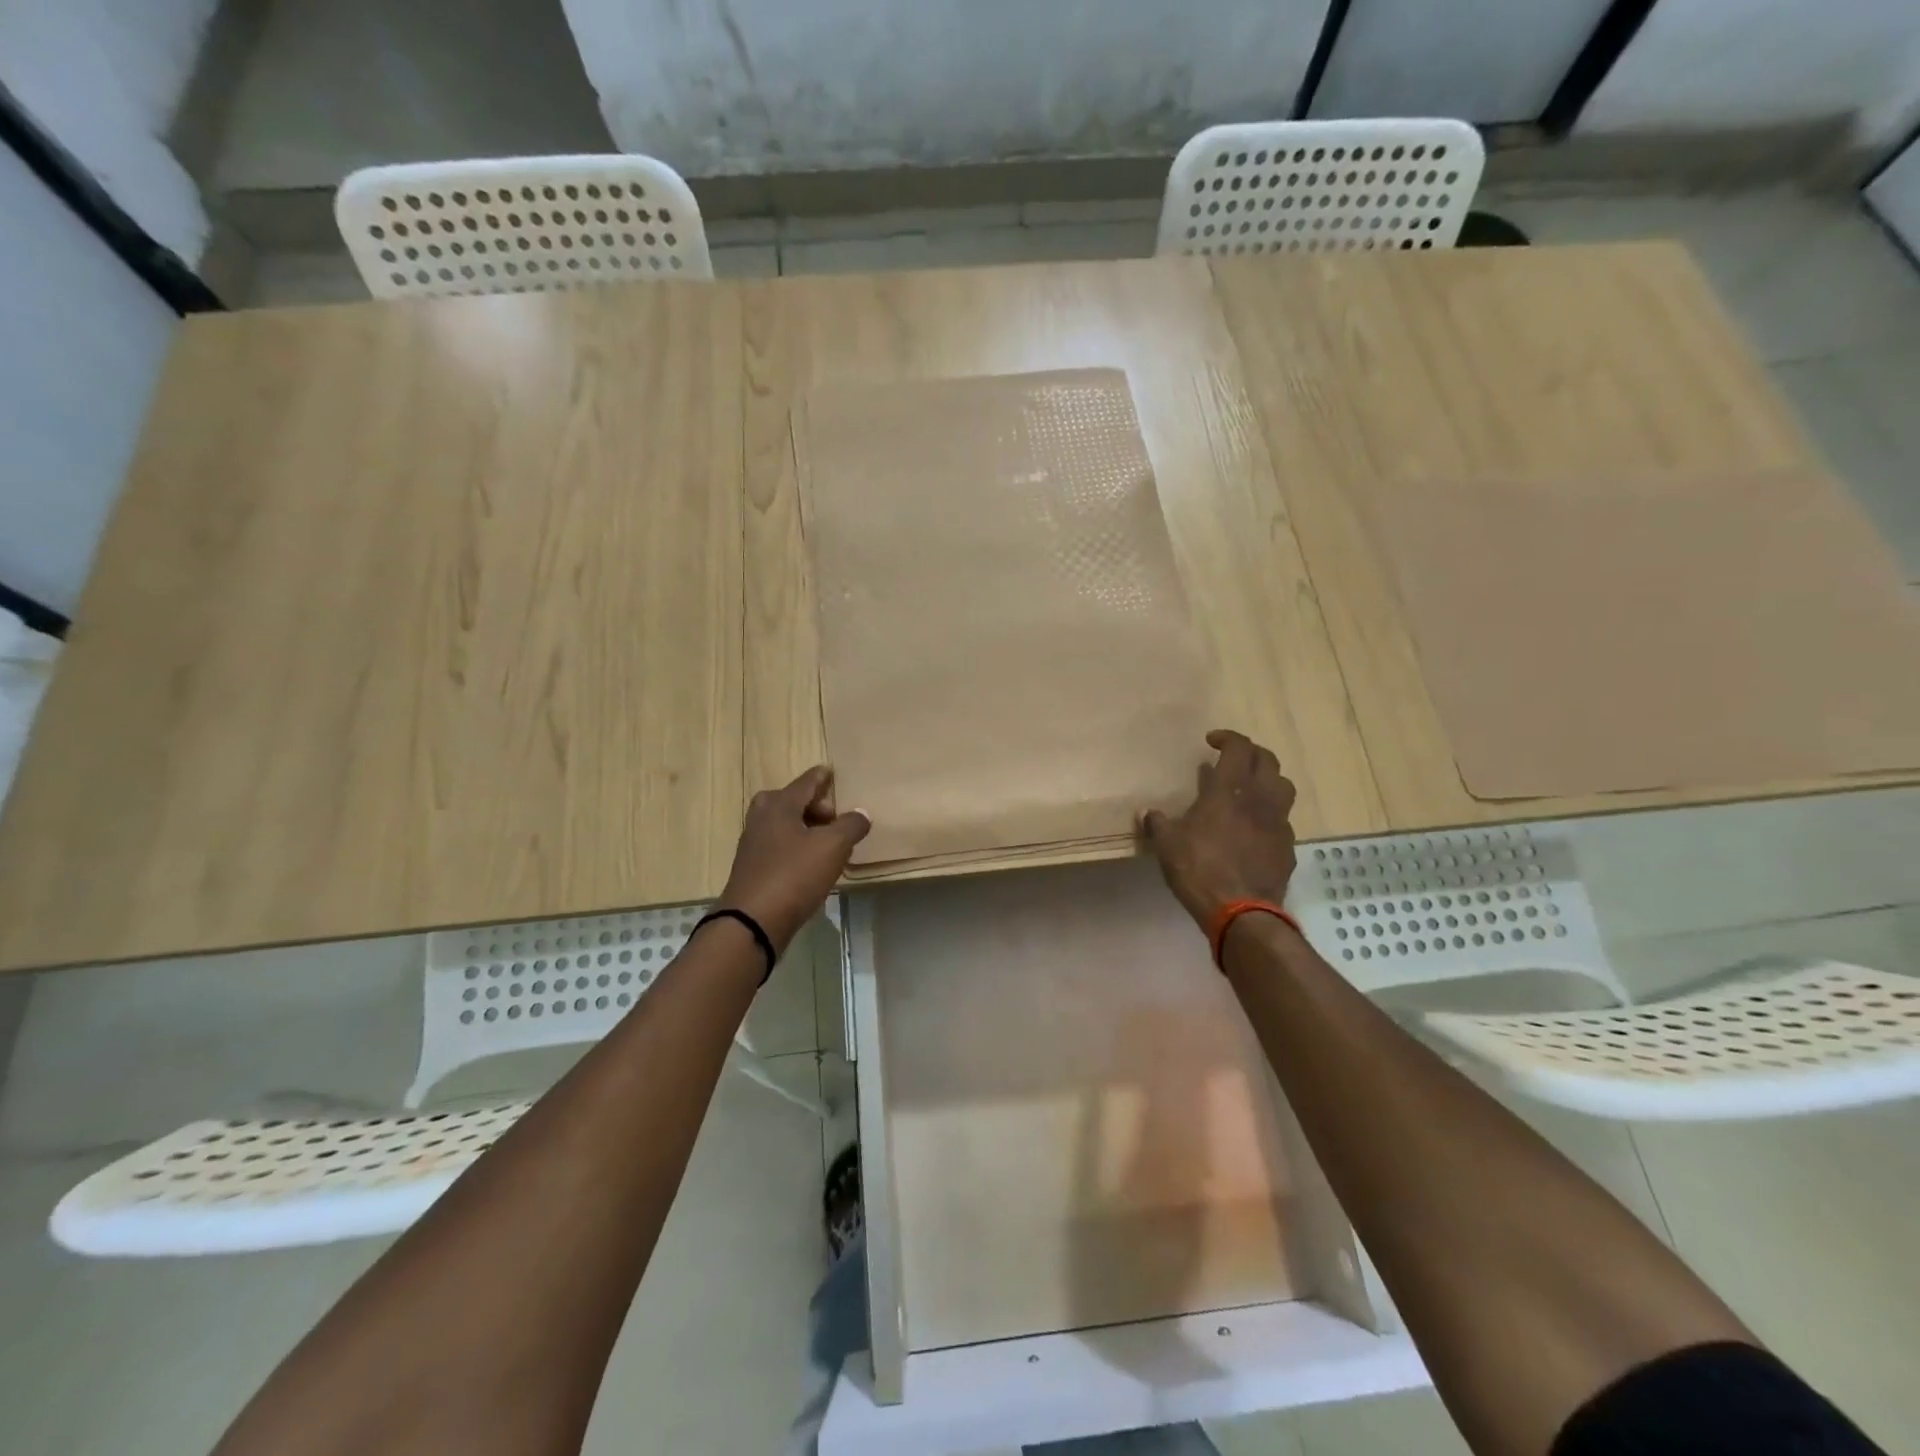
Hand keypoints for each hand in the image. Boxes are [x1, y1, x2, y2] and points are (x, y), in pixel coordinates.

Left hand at [718, 766, 870, 953]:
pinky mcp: (752, 867)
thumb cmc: (794, 875)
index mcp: (780, 804)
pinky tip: (811, 864)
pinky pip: (779, 846)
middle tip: (834, 817)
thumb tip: (861, 813)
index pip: (806, 782)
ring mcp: (753, 843)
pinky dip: (796, 846)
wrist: (752, 922)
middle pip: (791, 800)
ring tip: (829, 843)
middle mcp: (762, 817)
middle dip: (814, 805)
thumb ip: (851, 825)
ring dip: (806, 828)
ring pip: (784, 824)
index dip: (822, 777)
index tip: (831, 771)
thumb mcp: (833, 847)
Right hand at [1141, 729, 1297, 928]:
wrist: (1241, 911)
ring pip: (1283, 787)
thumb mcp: (1167, 844)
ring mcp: (1278, 823)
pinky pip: (1282, 820)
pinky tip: (1254, 829)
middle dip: (1250, 753)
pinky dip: (1269, 815)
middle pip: (1268, 760)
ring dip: (1267, 780)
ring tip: (1249, 789)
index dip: (1227, 738)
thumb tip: (1148, 813)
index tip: (1212, 741)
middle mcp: (1260, 799)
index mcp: (1229, 790)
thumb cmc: (1199, 868)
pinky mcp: (1287, 847)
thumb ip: (1158, 823)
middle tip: (1232, 760)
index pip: (1239, 748)